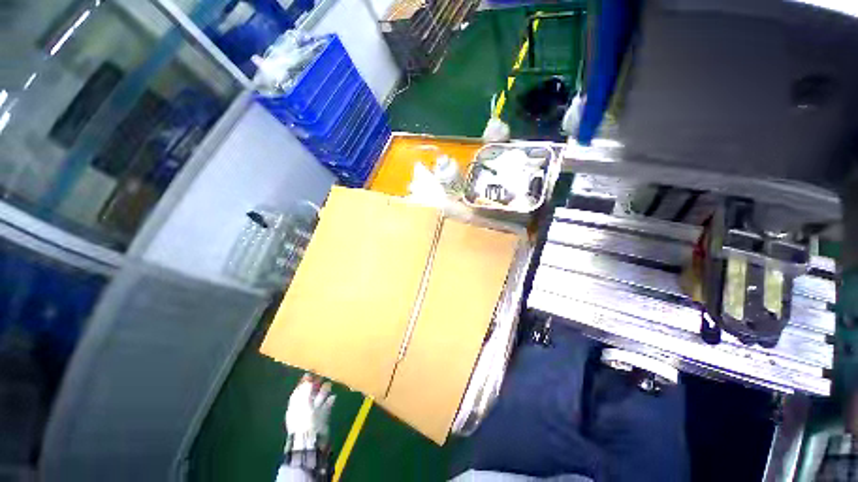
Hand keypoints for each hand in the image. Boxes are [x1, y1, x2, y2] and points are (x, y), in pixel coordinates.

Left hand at [285, 374, 335, 451]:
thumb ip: (305, 389)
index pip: (299, 391)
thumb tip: (307, 379)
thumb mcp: (303, 401)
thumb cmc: (304, 419)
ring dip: (323, 392)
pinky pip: (326, 407)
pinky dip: (329, 401)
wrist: (311, 439)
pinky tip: (333, 396)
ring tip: (329, 384)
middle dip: (315, 385)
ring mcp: (313, 414)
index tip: (311, 372)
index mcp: (295, 405)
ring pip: (318, 400)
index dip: (304, 382)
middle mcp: (303, 409)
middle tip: (322, 376)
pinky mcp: (322, 418)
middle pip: (309, 394)